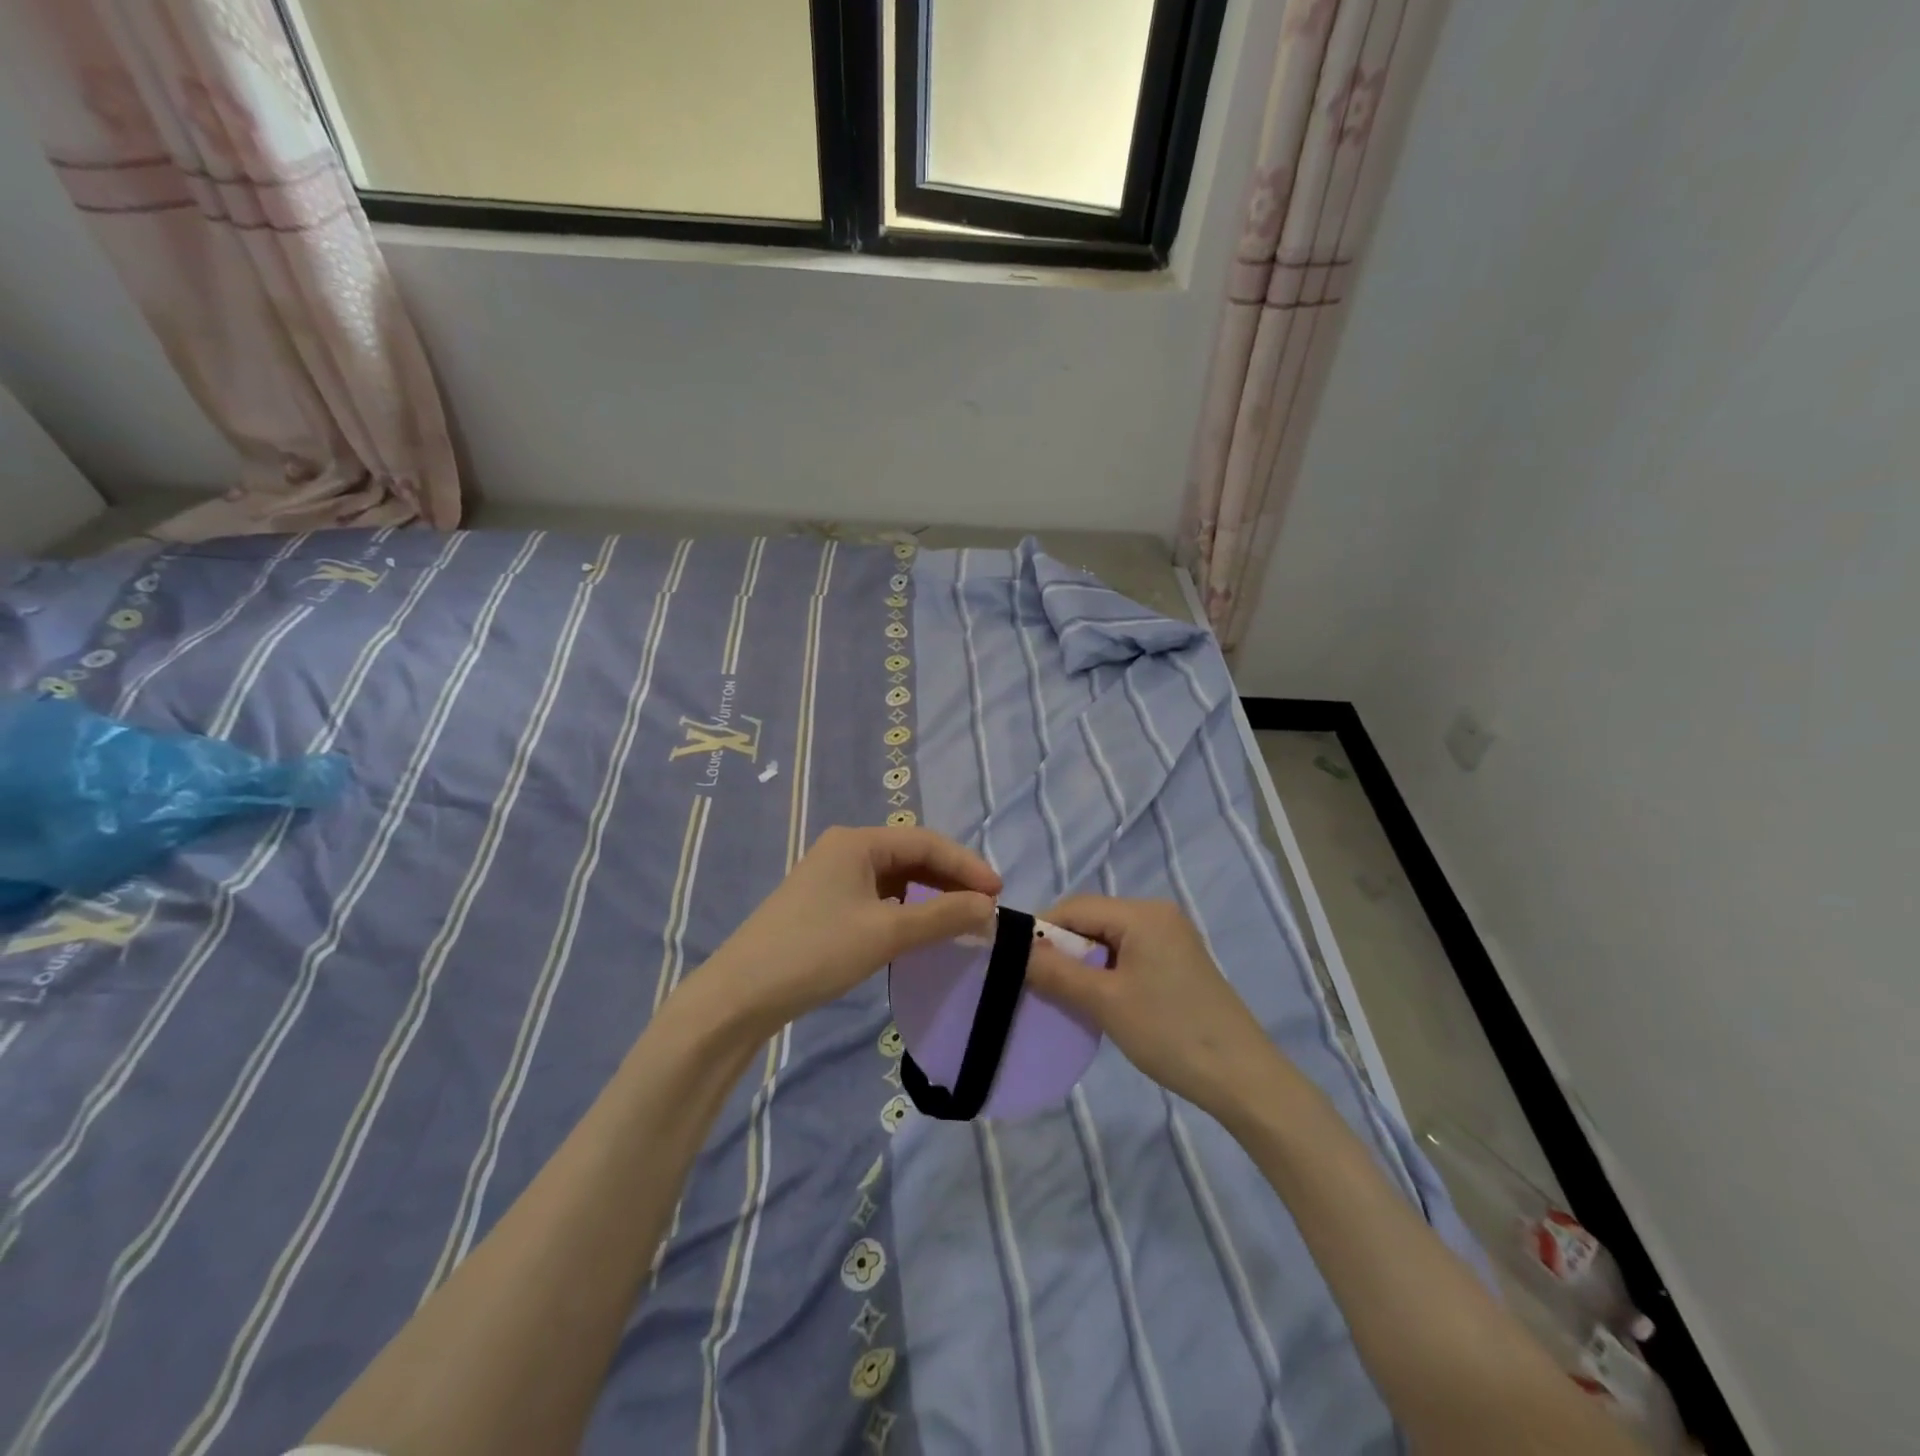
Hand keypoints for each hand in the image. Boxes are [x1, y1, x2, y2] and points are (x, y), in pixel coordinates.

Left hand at [687, 825, 999, 1036]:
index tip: (999, 892)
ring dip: (930, 894)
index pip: (926, 842)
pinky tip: (921, 928)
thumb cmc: (816, 951)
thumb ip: (942, 916)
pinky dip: (906, 909)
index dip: (966, 865)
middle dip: (950, 878)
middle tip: (985, 905)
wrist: (741, 994)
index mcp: (857, 842)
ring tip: (961, 916)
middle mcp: (845, 850)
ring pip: (896, 878)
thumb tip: (988, 907)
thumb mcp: (886, 932)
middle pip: (912, 855)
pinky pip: (879, 896)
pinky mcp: (826, 905)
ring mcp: (833, 877)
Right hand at [1025, 896, 1279, 1117]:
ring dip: (1083, 962)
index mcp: (1142, 913)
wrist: (1242, 1077)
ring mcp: (1172, 937)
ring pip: (1109, 938)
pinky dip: (1106, 971)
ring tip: (1066, 995)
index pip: (1074, 907)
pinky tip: (1099, 999)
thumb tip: (1015, 949)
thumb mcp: (1104, 1001)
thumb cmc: (1169, 1032)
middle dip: (1063, 948)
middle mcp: (1157, 914)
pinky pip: (1129, 953)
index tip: (1017, 963)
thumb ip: (1056, 971)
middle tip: (1039, 984)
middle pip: (1092, 919)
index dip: (1041, 931)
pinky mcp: (1178, 961)